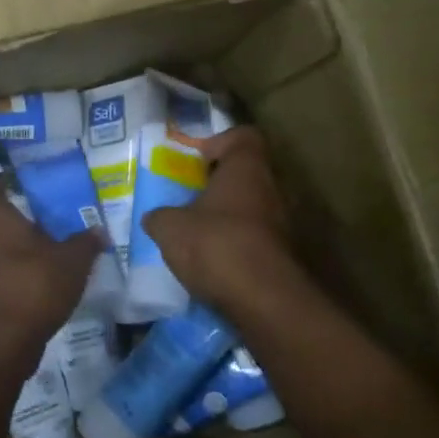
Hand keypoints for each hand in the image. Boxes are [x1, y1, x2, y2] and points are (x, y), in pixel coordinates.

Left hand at [0, 175, 100, 372]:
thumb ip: (84, 243)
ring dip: (8, 250)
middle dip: (13, 220)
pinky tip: (27, 285)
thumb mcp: (71, 263)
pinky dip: (3, 274)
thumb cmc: (32, 288)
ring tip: (38, 257)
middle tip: (42, 224)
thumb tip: (98, 231)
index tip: (15, 177)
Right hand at [140, 126, 293, 310]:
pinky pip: (256, 237)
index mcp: (246, 168)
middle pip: (246, 173)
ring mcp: (283, 222)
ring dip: (227, 215)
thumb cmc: (215, 245)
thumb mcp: (169, 228)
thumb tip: (154, 218)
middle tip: (189, 197)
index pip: (242, 137)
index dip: (218, 142)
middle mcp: (272, 188)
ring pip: (251, 206)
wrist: (264, 301)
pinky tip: (213, 260)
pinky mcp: (284, 255)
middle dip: (218, 184)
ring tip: (197, 232)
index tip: (195, 160)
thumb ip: (160, 216)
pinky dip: (237, 243)